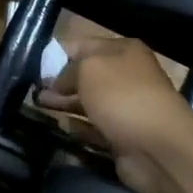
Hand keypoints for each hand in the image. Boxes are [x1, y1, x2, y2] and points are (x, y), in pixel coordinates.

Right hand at [36, 36, 192, 192]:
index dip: (58, 55)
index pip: (83, 45)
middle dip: (59, 81)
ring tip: (39, 106)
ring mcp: (125, 107)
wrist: (159, 147)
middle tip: (34, 90)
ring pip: (88, 101)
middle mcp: (126, 75)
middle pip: (85, 74)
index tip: (36, 67)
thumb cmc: (122, 96)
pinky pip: (94, 127)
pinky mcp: (122, 135)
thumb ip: (67, 70)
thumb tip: (56, 81)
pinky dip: (77, 126)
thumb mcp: (88, 69)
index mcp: (123, 50)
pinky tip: (60, 126)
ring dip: (65, 103)